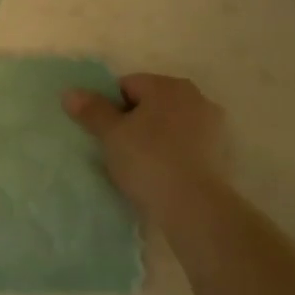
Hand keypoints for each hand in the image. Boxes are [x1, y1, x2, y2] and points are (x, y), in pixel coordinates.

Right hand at [62, 73, 225, 215]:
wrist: (196, 208)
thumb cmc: (149, 160)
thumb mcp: (110, 134)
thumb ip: (91, 110)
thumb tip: (71, 92)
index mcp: (168, 85)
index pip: (127, 85)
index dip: (110, 107)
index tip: (105, 133)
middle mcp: (196, 98)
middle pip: (151, 103)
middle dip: (134, 121)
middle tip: (119, 148)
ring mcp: (214, 127)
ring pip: (170, 125)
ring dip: (155, 138)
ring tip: (140, 165)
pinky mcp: (223, 155)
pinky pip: (187, 146)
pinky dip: (174, 154)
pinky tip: (162, 175)